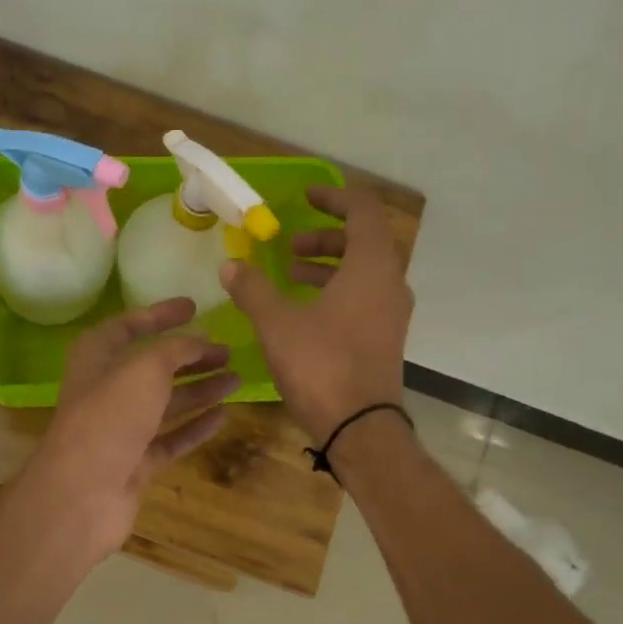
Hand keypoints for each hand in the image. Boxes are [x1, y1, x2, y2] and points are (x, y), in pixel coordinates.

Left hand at [25, 297, 240, 558]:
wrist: (83, 493)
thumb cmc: (110, 416)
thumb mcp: (145, 368)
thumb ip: (176, 348)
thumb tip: (200, 341)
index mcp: (97, 356)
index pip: (130, 325)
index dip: (161, 315)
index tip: (195, 307)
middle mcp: (107, 388)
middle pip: (154, 366)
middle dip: (191, 357)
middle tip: (228, 351)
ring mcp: (122, 428)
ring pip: (166, 402)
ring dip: (200, 389)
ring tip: (237, 379)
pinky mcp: (136, 462)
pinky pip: (171, 437)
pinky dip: (195, 426)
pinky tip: (223, 416)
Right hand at [219, 185, 412, 442]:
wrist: (360, 427)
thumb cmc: (321, 365)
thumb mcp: (277, 323)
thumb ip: (253, 288)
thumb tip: (231, 265)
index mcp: (371, 266)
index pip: (362, 211)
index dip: (334, 196)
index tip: (306, 195)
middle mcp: (390, 283)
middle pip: (363, 241)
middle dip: (325, 235)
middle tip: (290, 243)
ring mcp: (391, 313)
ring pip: (363, 271)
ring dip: (328, 264)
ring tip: (291, 273)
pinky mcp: (385, 337)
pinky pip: (363, 296)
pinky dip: (336, 289)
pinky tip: (303, 309)